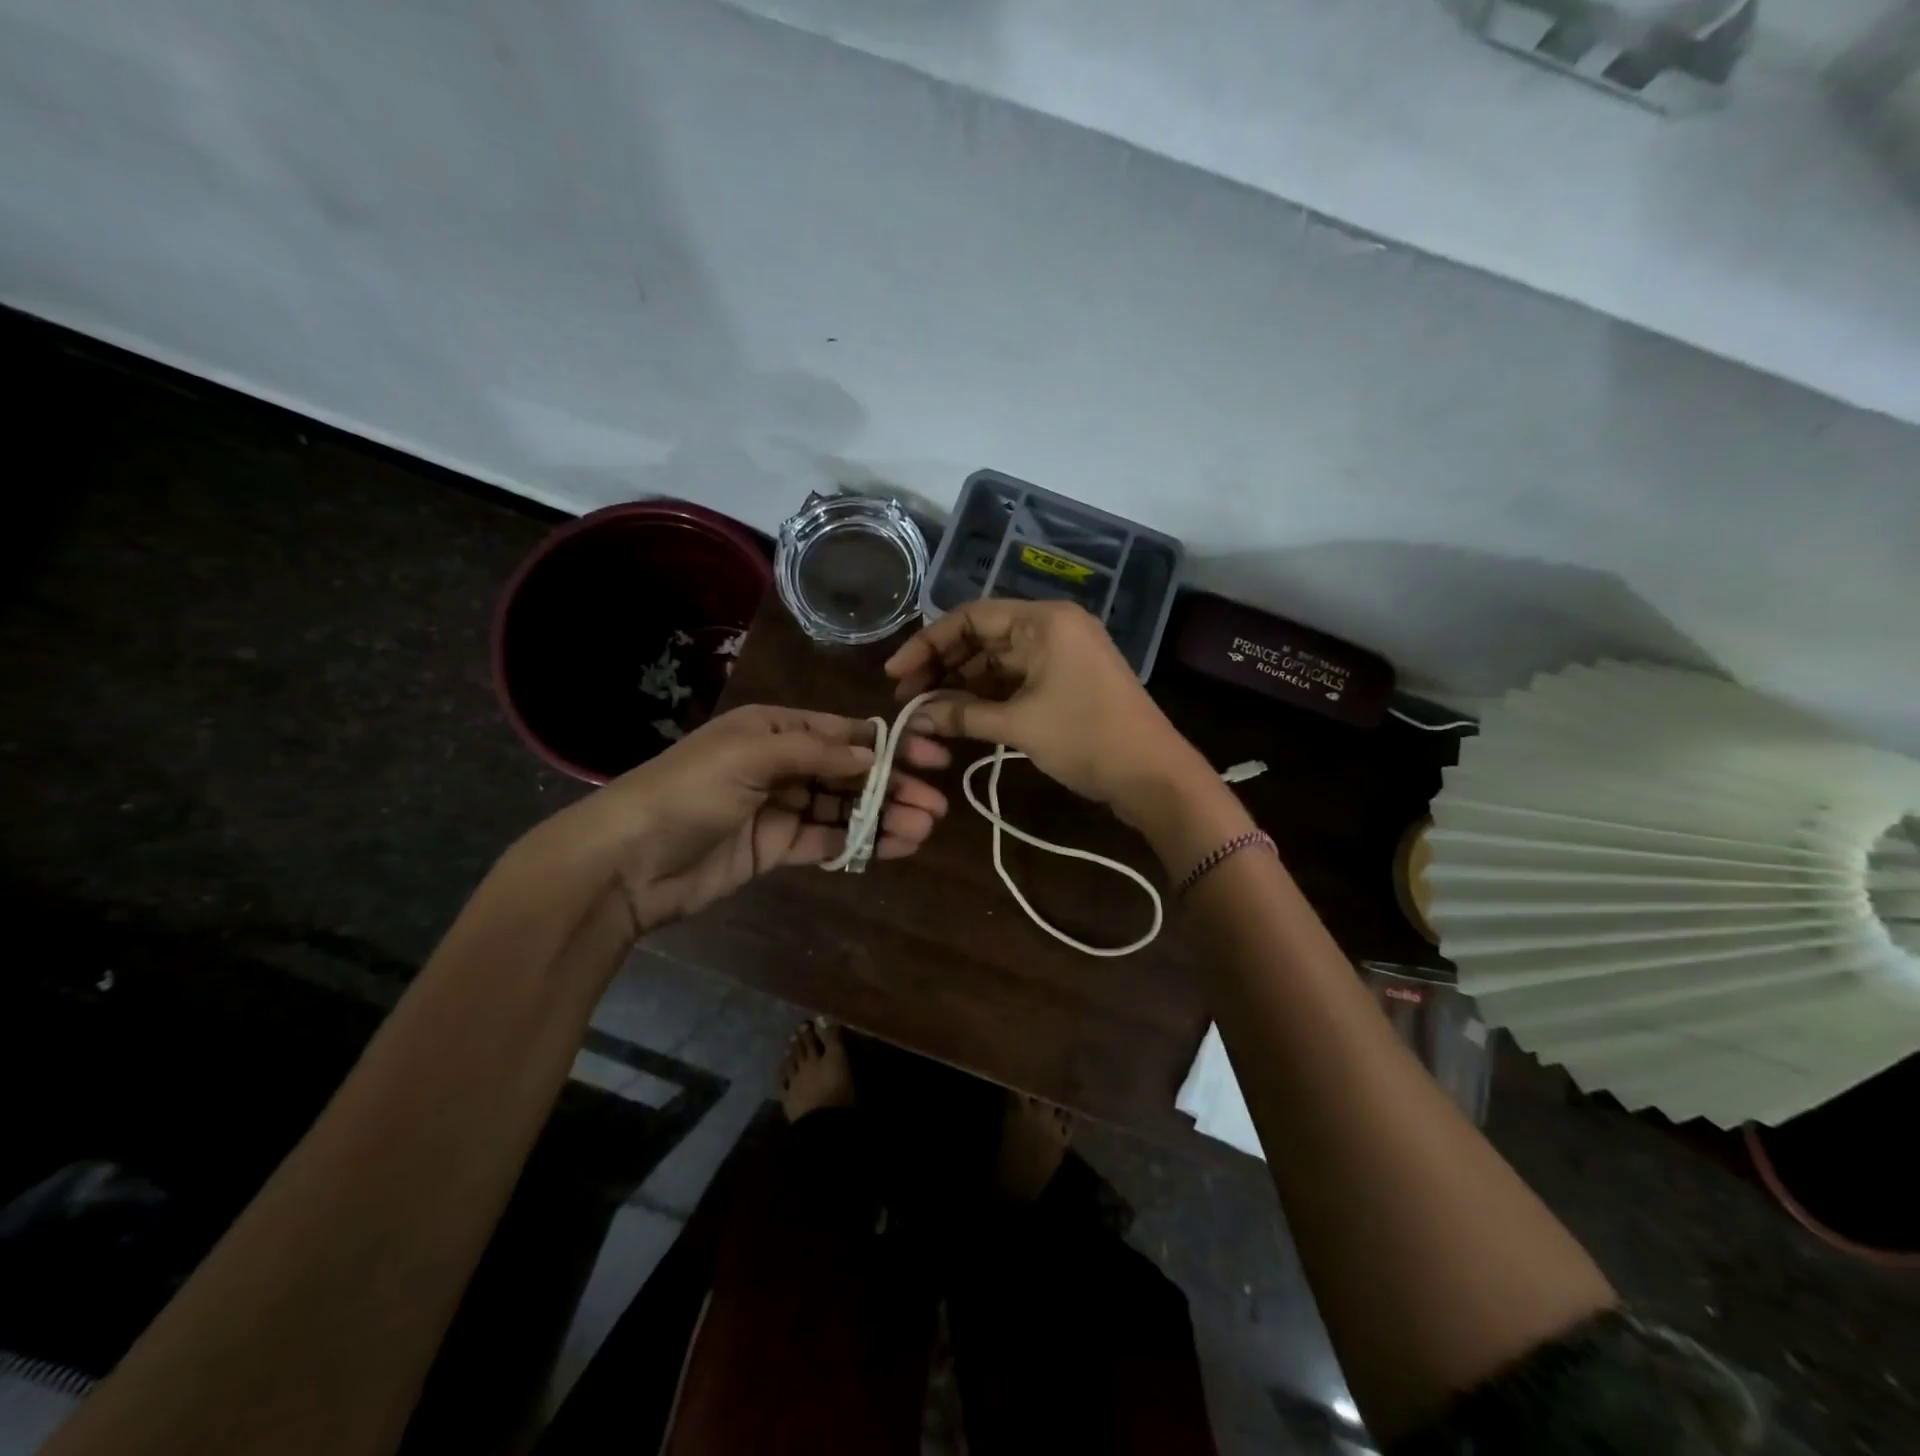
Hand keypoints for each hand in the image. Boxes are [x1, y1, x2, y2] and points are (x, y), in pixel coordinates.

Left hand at [524, 704, 949, 932]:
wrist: (627, 862)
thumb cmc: (689, 791)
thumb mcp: (751, 755)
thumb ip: (817, 753)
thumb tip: (875, 752)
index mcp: (774, 728)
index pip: (845, 732)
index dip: (891, 743)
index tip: (934, 756)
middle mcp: (781, 762)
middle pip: (851, 772)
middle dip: (894, 785)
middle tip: (936, 806)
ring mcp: (780, 807)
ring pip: (844, 808)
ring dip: (884, 817)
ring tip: (924, 829)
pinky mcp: (776, 848)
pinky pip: (827, 840)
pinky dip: (859, 842)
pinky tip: (893, 847)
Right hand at [884, 600, 1205, 823]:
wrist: (1153, 776)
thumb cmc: (1086, 738)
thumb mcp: (1018, 725)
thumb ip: (961, 714)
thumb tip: (913, 717)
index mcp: (1044, 621)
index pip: (970, 617)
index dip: (927, 644)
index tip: (895, 675)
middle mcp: (1051, 627)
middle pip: (982, 637)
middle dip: (942, 667)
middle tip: (906, 699)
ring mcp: (1061, 654)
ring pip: (996, 661)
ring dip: (962, 684)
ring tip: (926, 712)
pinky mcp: (1066, 681)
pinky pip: (1016, 679)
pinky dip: (987, 696)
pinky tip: (959, 716)